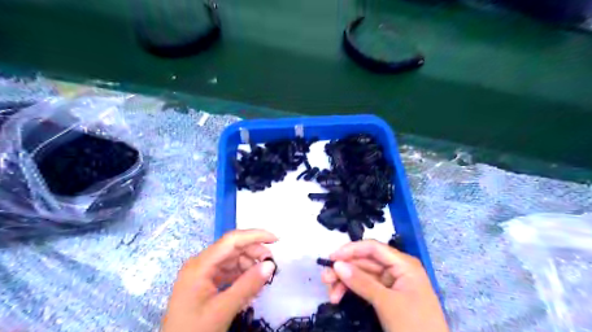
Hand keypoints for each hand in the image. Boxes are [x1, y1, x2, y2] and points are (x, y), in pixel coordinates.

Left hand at [161, 230, 278, 331]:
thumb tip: (270, 265)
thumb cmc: (194, 331)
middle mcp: (201, 263)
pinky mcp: (206, 283)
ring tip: (262, 279)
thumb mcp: (223, 309)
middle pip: (233, 248)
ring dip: (249, 266)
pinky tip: (251, 286)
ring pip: (232, 260)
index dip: (255, 236)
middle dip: (254, 253)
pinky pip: (228, 272)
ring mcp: (203, 273)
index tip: (276, 240)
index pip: (232, 240)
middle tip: (271, 265)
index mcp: (200, 264)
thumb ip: (248, 285)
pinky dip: (242, 276)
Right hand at [322, 240, 446, 331]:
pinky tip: (339, 297)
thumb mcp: (387, 303)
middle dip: (344, 269)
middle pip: (365, 261)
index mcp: (403, 264)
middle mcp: (397, 269)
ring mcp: (391, 283)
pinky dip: (352, 291)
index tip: (331, 258)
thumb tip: (337, 264)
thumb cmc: (414, 326)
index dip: (351, 249)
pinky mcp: (387, 297)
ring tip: (330, 294)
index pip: (372, 248)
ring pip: (363, 275)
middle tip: (325, 279)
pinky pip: (365, 287)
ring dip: (345, 282)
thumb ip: (362, 282)